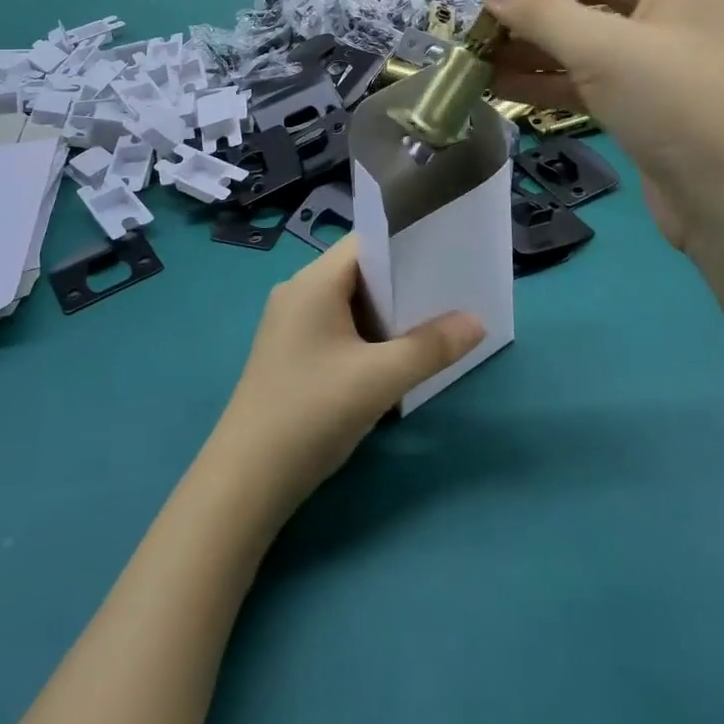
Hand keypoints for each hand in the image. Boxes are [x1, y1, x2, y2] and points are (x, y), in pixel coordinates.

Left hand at [205, 236, 483, 516]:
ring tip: (429, 325)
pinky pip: (335, 327)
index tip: (445, 258)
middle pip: (358, 272)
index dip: (406, 246)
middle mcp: (298, 292)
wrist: (246, 480)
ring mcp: (289, 324)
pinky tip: (390, 359)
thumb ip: (431, 347)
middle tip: (447, 295)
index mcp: (314, 281)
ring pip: (348, 303)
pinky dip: (364, 335)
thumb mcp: (380, 379)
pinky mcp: (289, 352)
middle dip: (402, 284)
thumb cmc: (313, 412)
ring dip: (384, 314)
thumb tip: (476, 321)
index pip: (366, 243)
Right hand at [483, 0, 723, 260]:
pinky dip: (550, 77)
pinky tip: (501, 85)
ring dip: (536, 40)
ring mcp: (660, 60)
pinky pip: (590, 75)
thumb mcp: (604, 51)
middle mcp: (672, 9)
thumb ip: (541, 13)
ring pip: (589, 34)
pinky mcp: (647, 103)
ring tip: (481, 51)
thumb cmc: (680, 106)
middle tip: (490, 10)